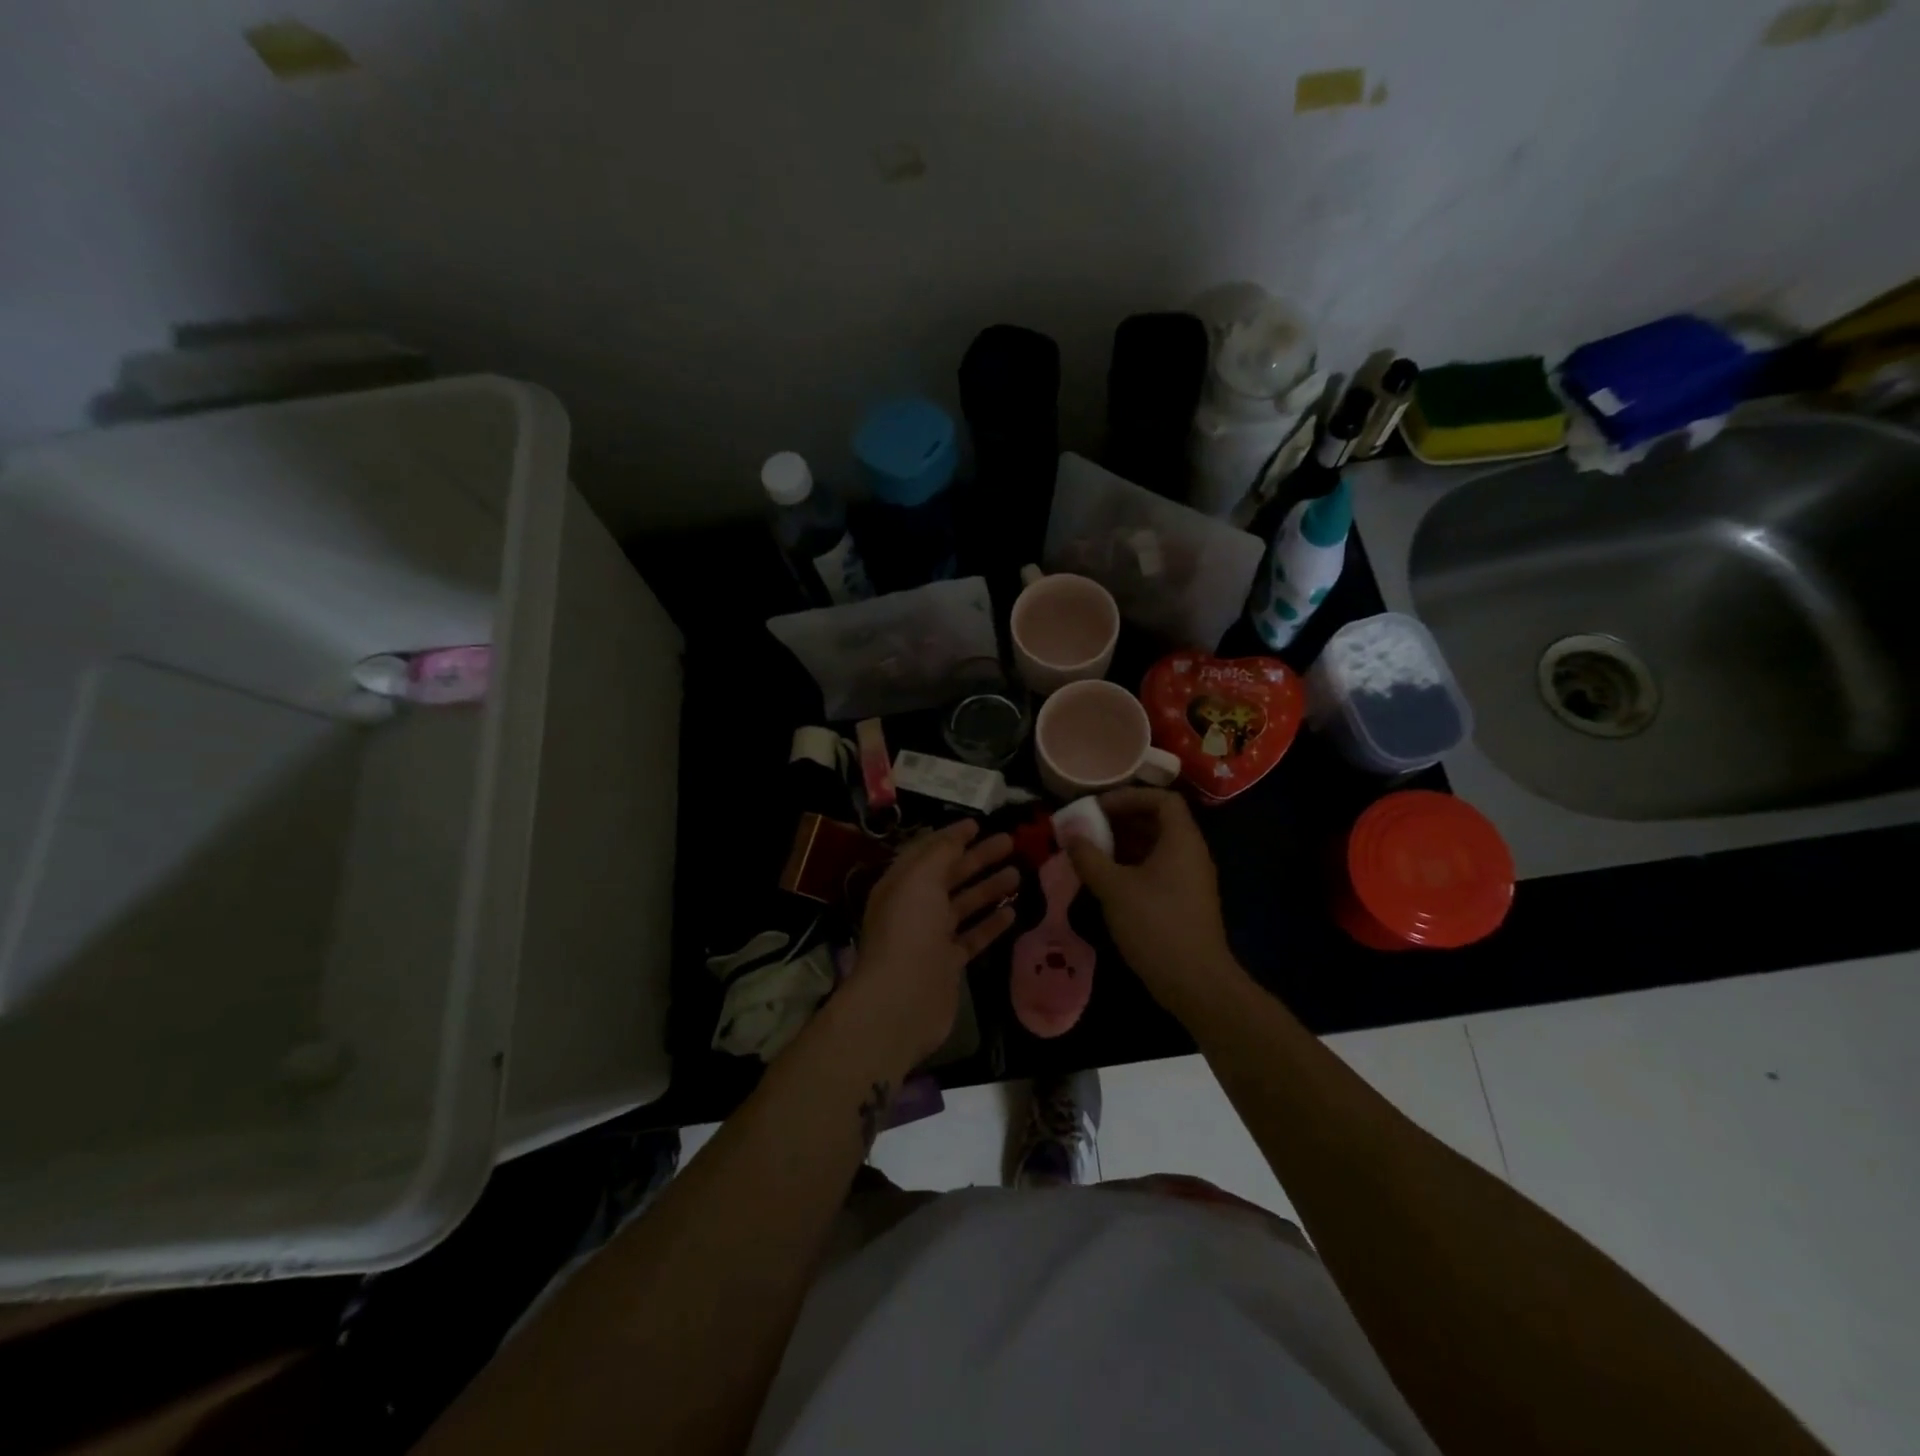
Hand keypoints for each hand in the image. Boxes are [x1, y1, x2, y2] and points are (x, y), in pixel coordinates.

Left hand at [849, 819, 1018, 1065]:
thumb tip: (957, 834)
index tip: (979, 823)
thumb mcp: (920, 878)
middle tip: (1010, 842)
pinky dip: (990, 924)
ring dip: (988, 888)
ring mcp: (931, 937)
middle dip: (978, 857)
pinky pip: (972, 936)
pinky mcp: (948, 963)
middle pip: (950, 875)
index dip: (952, 836)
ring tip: (1018, 872)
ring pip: (964, 904)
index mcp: (901, 883)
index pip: (928, 851)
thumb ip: (941, 852)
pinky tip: (1012, 912)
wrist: (901, 998)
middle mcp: (914, 907)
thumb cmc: (909, 929)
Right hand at [1063, 788, 1243, 1018]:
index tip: (1098, 807)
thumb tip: (1069, 832)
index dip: (1130, 796)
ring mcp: (1189, 879)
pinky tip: (1105, 880)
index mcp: (1181, 840)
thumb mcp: (1114, 888)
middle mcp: (1191, 853)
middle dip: (1120, 820)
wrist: (1195, 983)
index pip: (1163, 799)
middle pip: (1158, 821)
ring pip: (1155, 847)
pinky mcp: (1183, 901)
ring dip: (1123, 844)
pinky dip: (1131, 866)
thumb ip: (1089, 856)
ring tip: (1090, 852)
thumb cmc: (1156, 925)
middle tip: (1087, 828)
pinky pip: (1157, 869)